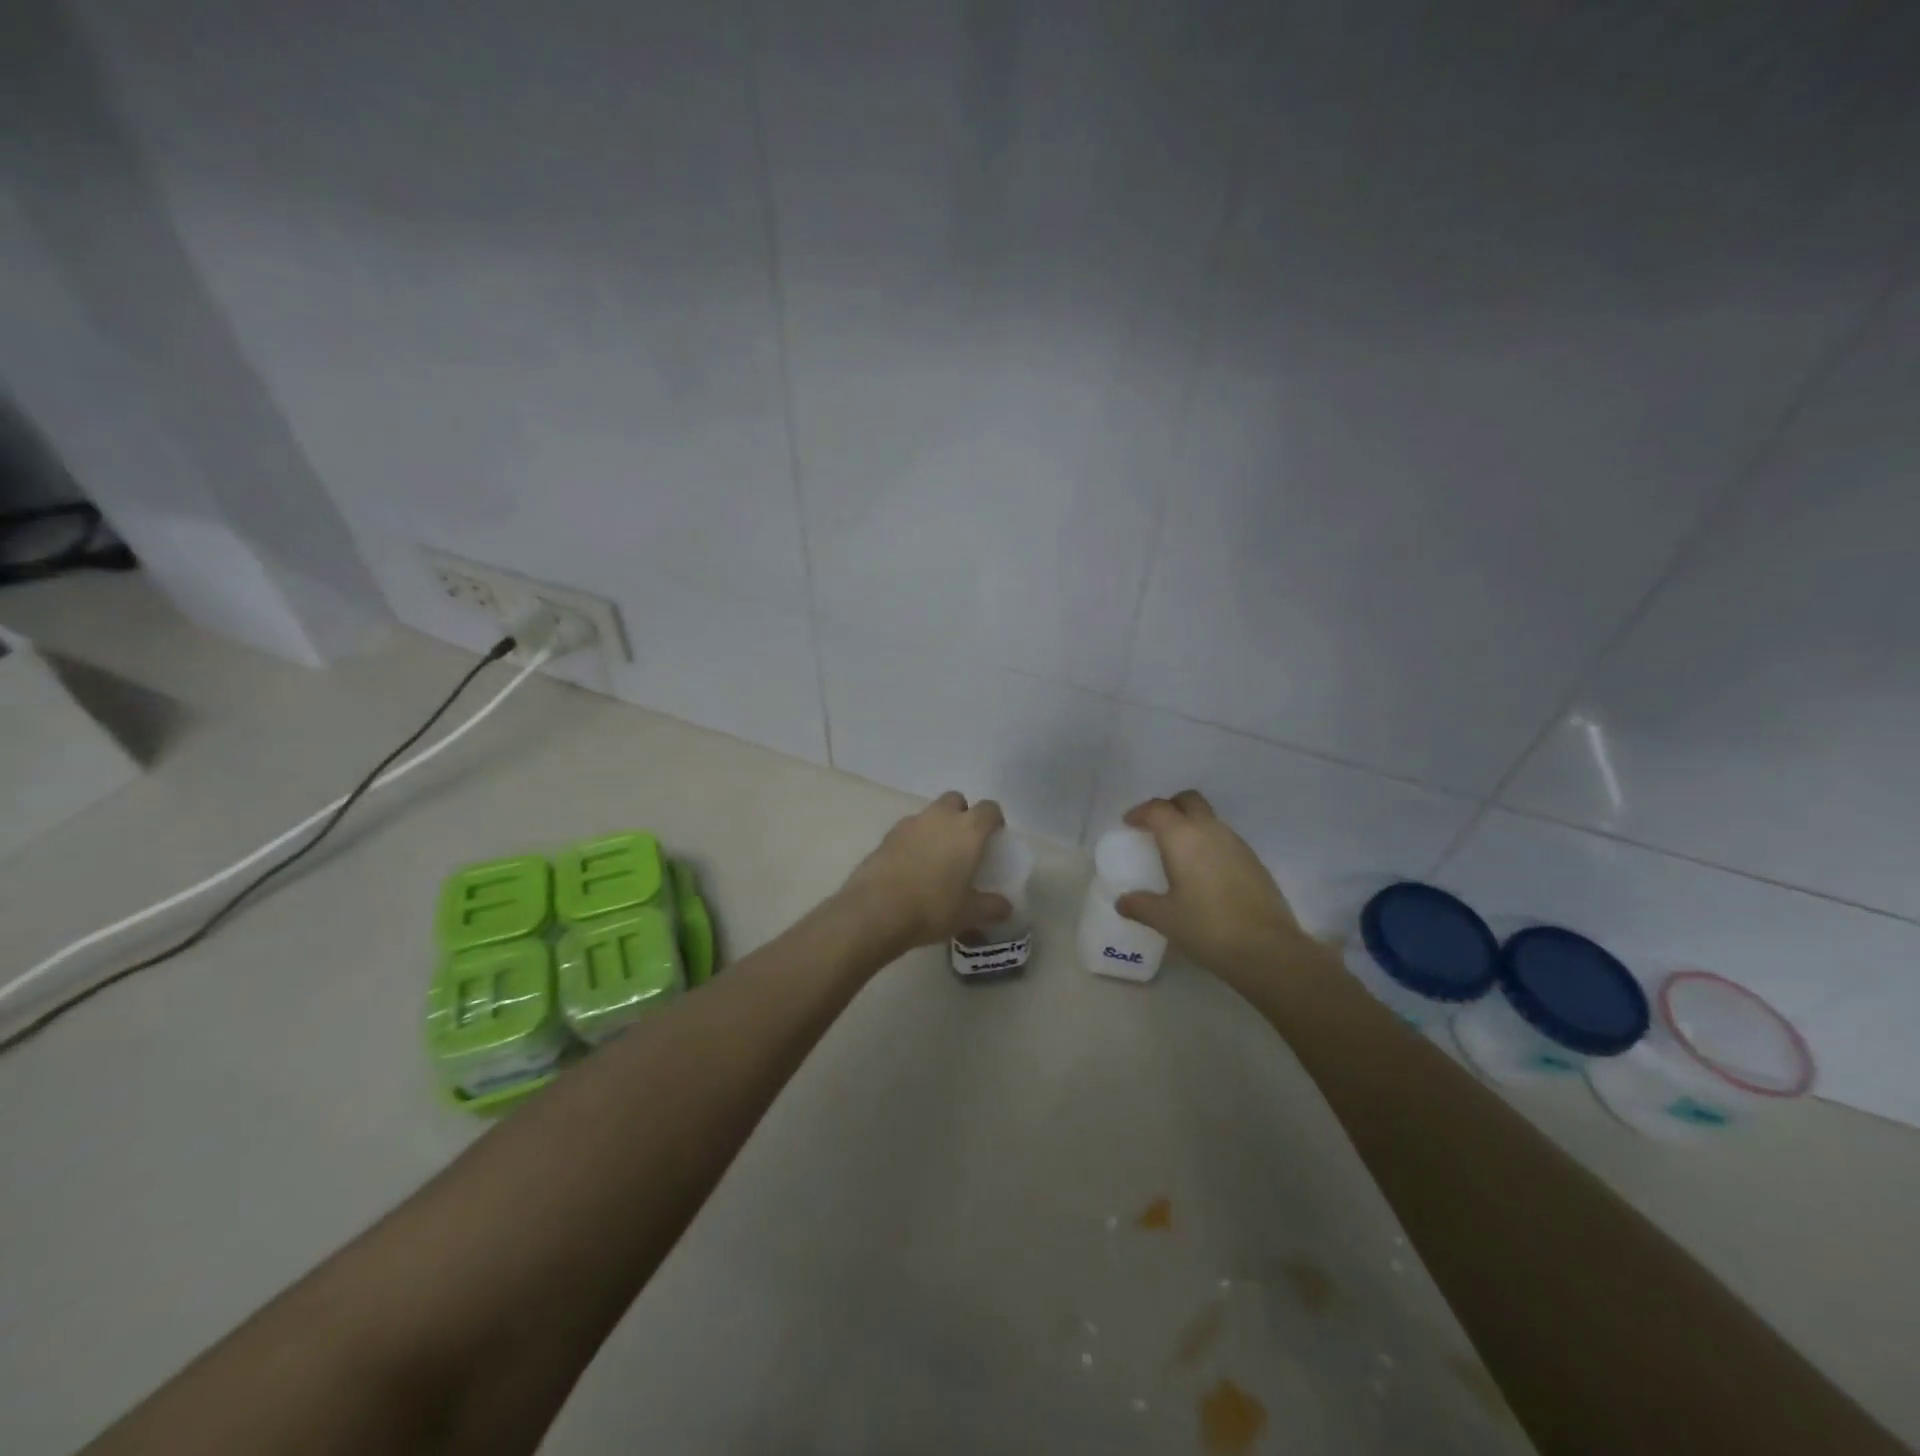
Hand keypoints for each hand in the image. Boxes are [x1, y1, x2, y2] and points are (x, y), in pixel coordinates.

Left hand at [837, 792, 1010, 953]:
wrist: (876, 910)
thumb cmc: (932, 907)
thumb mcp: (967, 914)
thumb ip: (990, 907)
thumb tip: (1005, 907)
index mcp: (968, 830)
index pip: (989, 809)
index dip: (994, 820)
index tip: (994, 838)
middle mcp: (940, 817)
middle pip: (956, 800)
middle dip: (962, 814)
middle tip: (964, 843)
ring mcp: (910, 823)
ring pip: (930, 814)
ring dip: (936, 827)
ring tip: (936, 857)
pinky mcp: (887, 835)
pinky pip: (908, 830)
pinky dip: (914, 840)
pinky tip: (911, 866)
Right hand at [1114, 790, 1315, 982]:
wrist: (1267, 948)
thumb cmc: (1207, 927)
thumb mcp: (1165, 919)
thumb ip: (1140, 905)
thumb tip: (1122, 902)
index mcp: (1182, 838)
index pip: (1157, 809)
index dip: (1140, 812)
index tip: (1129, 823)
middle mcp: (1210, 831)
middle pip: (1189, 800)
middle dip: (1170, 807)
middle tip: (1155, 827)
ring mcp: (1237, 844)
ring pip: (1209, 819)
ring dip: (1192, 825)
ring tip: (1178, 852)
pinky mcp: (1254, 861)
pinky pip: (1225, 840)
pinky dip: (1209, 844)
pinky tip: (1204, 872)